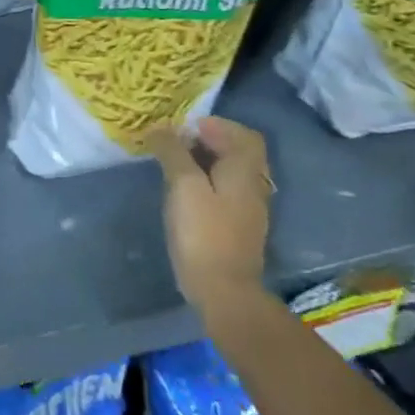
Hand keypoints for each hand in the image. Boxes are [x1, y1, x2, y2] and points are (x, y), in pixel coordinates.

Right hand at [145, 117, 271, 313]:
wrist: (223, 289)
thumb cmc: (203, 232)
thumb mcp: (183, 185)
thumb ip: (173, 152)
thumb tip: (161, 128)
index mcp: (244, 171)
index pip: (243, 135)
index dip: (216, 125)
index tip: (185, 127)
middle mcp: (253, 186)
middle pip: (238, 152)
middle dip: (209, 141)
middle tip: (176, 142)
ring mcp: (248, 209)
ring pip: (231, 172)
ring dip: (206, 161)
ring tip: (174, 164)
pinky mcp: (237, 227)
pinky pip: (225, 191)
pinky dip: (207, 181)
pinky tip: (184, 191)